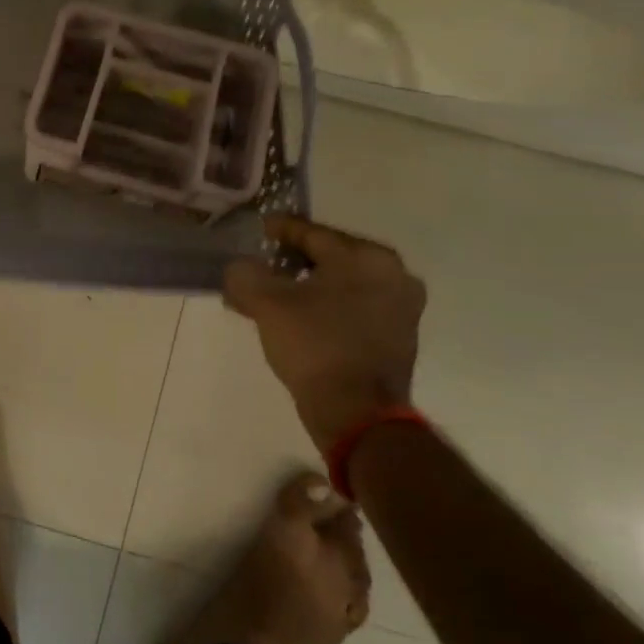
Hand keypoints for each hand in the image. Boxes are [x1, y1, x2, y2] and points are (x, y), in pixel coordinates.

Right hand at [223, 216, 425, 452]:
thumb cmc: (315, 346)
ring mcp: (402, 308)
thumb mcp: (266, 303)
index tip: (258, 229)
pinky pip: (354, 308)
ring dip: (309, 286)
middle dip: (293, 261)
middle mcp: (393, 275)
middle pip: (330, 257)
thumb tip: (240, 269)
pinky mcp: (399, 337)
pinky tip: (300, 319)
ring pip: (342, 284)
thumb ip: (245, 274)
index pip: (312, 233)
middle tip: (263, 265)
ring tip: (275, 295)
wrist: (358, 414)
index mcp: (366, 257)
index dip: (280, 230)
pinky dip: (327, 307)